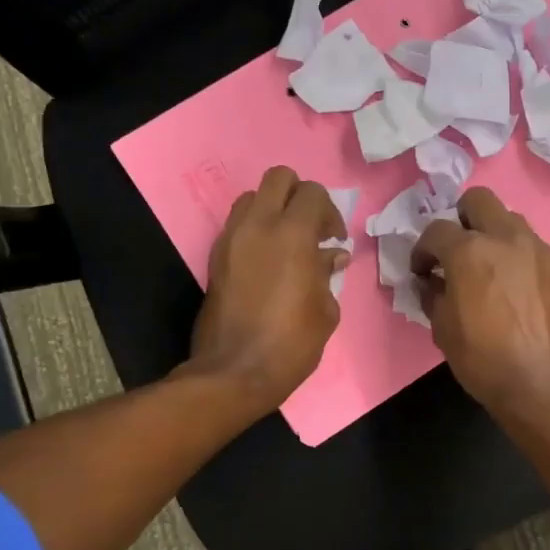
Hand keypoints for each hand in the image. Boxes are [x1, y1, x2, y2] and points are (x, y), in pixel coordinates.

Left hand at [189, 167, 346, 415]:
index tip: (334, 239)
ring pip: (252, 197)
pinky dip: (255, 230)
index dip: (330, 212)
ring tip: (286, 242)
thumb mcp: (325, 310)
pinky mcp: (215, 257)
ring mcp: (231, 239)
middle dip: (299, 195)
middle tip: (311, 228)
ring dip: (273, 210)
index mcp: (292, 235)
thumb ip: (328, 274)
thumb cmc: (291, 343)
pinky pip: (237, 225)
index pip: (313, 193)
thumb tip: (332, 256)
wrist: (235, 371)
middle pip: (279, 178)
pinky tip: (267, 260)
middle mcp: (258, 225)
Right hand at [410, 187, 549, 415]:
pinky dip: (513, 252)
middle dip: (460, 219)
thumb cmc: (483, 358)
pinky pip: (528, 244)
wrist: (541, 381)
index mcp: (469, 250)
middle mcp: (505, 237)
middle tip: (454, 250)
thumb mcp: (442, 328)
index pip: (436, 231)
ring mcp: (535, 249)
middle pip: (478, 200)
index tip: (421, 272)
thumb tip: (431, 282)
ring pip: (508, 218)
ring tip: (483, 266)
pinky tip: (508, 283)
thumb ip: (433, 294)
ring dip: (490, 232)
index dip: (422, 251)